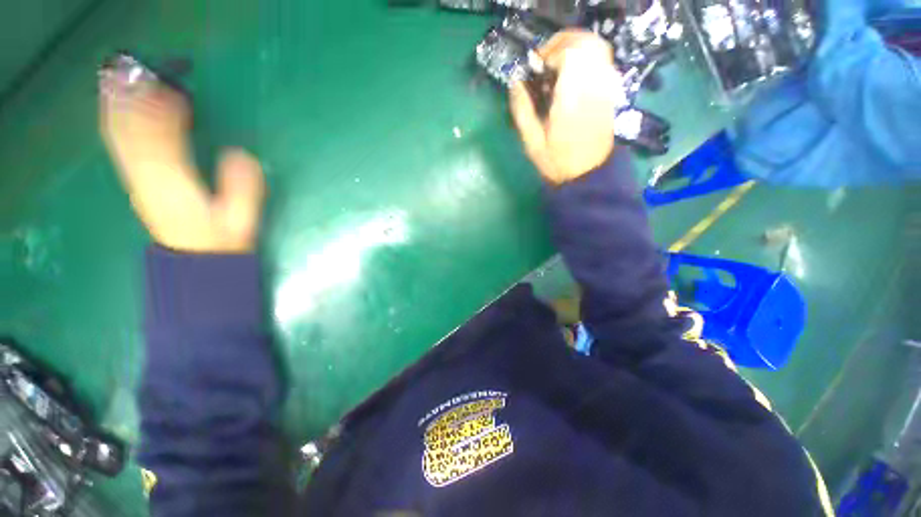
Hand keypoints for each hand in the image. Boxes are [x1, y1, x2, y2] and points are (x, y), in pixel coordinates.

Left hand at [99, 72, 264, 253]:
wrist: (196, 262)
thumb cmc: (221, 244)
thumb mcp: (241, 222)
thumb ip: (244, 189)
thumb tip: (240, 154)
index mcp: (175, 187)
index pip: (163, 142)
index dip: (164, 114)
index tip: (174, 92)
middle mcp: (149, 179)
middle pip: (135, 134)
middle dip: (136, 102)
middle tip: (142, 73)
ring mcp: (138, 180)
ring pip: (122, 137)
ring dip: (121, 106)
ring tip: (125, 79)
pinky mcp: (138, 181)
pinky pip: (122, 146)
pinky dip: (119, 122)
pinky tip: (120, 107)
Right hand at [510, 30, 618, 184]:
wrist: (587, 175)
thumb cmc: (557, 162)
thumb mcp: (532, 143)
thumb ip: (522, 111)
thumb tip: (515, 83)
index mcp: (571, 99)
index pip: (571, 52)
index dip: (552, 51)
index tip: (538, 67)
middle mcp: (593, 86)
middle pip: (587, 43)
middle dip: (563, 44)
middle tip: (546, 62)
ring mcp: (605, 89)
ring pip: (597, 49)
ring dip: (575, 49)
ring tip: (557, 67)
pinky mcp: (610, 93)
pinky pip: (603, 62)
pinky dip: (587, 59)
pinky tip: (572, 76)